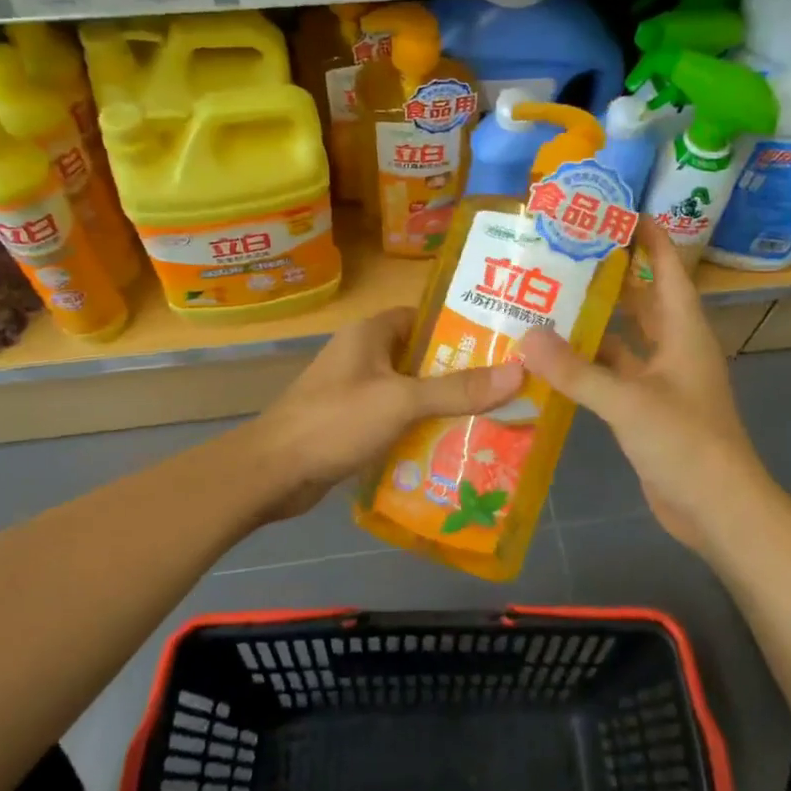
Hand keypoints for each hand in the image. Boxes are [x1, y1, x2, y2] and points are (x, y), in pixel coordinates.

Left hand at [252, 307, 524, 521]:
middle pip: (421, 358)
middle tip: (506, 389)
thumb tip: (518, 372)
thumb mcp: (401, 402)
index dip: (460, 327)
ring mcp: (355, 392)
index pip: (424, 317)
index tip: (501, 345)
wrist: (273, 472)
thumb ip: (457, 390)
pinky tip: (451, 447)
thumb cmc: (335, 422)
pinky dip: (419, 430)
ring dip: (442, 406)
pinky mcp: (351, 424)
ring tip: (491, 419)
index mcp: (370, 334)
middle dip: (460, 374)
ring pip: (410, 392)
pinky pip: (395, 419)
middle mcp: (363, 356)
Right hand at [519, 221, 768, 554]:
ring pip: (622, 339)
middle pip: (640, 299)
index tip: (609, 209)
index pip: (666, 267)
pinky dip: (586, 366)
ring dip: (591, 323)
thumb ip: (575, 371)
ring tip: (544, 301)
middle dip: (606, 276)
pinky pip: (612, 375)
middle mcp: (673, 348)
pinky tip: (551, 360)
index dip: (644, 235)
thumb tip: (526, 335)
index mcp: (683, 330)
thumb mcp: (628, 402)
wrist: (717, 509)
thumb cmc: (685, 443)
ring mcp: (660, 380)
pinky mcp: (645, 409)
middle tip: (559, 254)